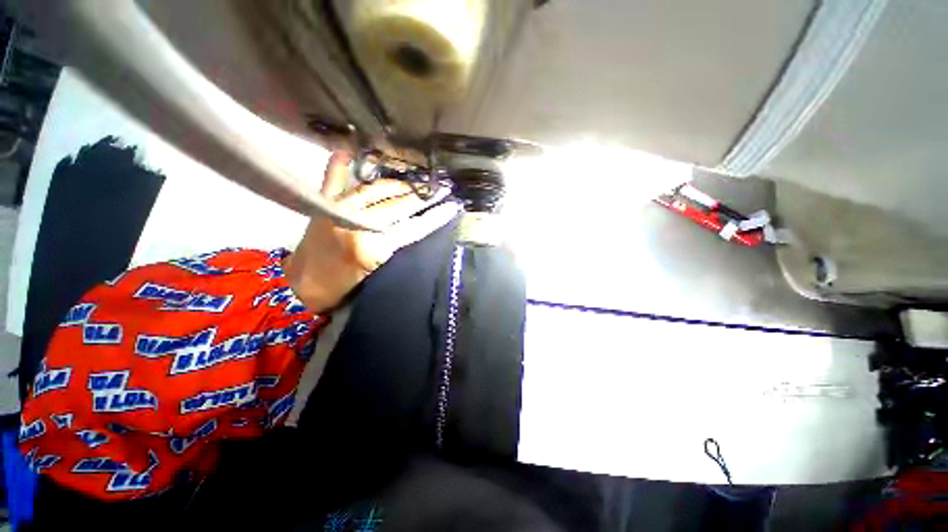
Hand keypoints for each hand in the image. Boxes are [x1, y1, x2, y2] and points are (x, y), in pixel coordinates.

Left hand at [283, 151, 458, 311]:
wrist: (301, 286)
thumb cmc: (343, 286)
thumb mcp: (376, 270)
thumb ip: (395, 247)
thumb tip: (415, 226)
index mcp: (373, 247)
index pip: (414, 228)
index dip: (435, 217)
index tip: (452, 206)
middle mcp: (357, 223)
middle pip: (399, 206)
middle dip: (422, 197)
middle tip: (440, 187)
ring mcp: (339, 208)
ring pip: (377, 189)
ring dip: (398, 183)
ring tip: (415, 180)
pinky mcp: (323, 204)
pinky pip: (335, 179)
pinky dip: (341, 166)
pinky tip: (348, 153)